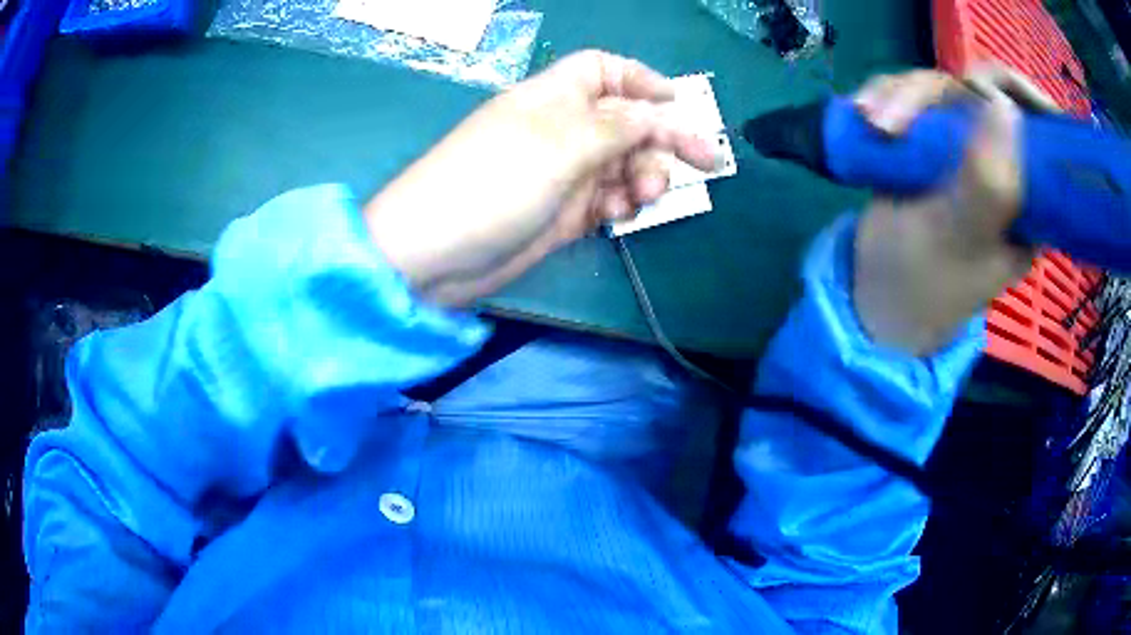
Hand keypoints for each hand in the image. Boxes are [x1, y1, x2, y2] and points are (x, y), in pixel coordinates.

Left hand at [364, 50, 718, 305]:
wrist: (437, 255)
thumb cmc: (494, 182)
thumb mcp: (562, 143)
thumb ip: (618, 126)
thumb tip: (660, 114)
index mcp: (554, 96)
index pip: (603, 70)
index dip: (640, 79)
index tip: (677, 102)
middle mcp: (562, 129)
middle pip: (626, 121)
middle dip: (661, 139)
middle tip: (700, 163)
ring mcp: (563, 173)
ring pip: (624, 163)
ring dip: (645, 176)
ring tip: (644, 197)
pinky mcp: (564, 212)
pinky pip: (609, 199)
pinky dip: (623, 204)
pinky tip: (622, 215)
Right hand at [849, 64, 1059, 353]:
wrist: (880, 294)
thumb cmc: (925, 282)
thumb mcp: (959, 239)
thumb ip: (988, 184)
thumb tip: (1005, 106)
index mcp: (1030, 196)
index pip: (1036, 125)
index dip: (1011, 92)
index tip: (975, 90)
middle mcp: (1002, 164)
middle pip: (979, 94)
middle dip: (930, 95)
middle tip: (889, 122)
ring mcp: (966, 148)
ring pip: (942, 90)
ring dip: (899, 95)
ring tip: (868, 120)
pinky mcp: (932, 140)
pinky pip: (914, 97)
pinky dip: (886, 96)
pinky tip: (863, 112)